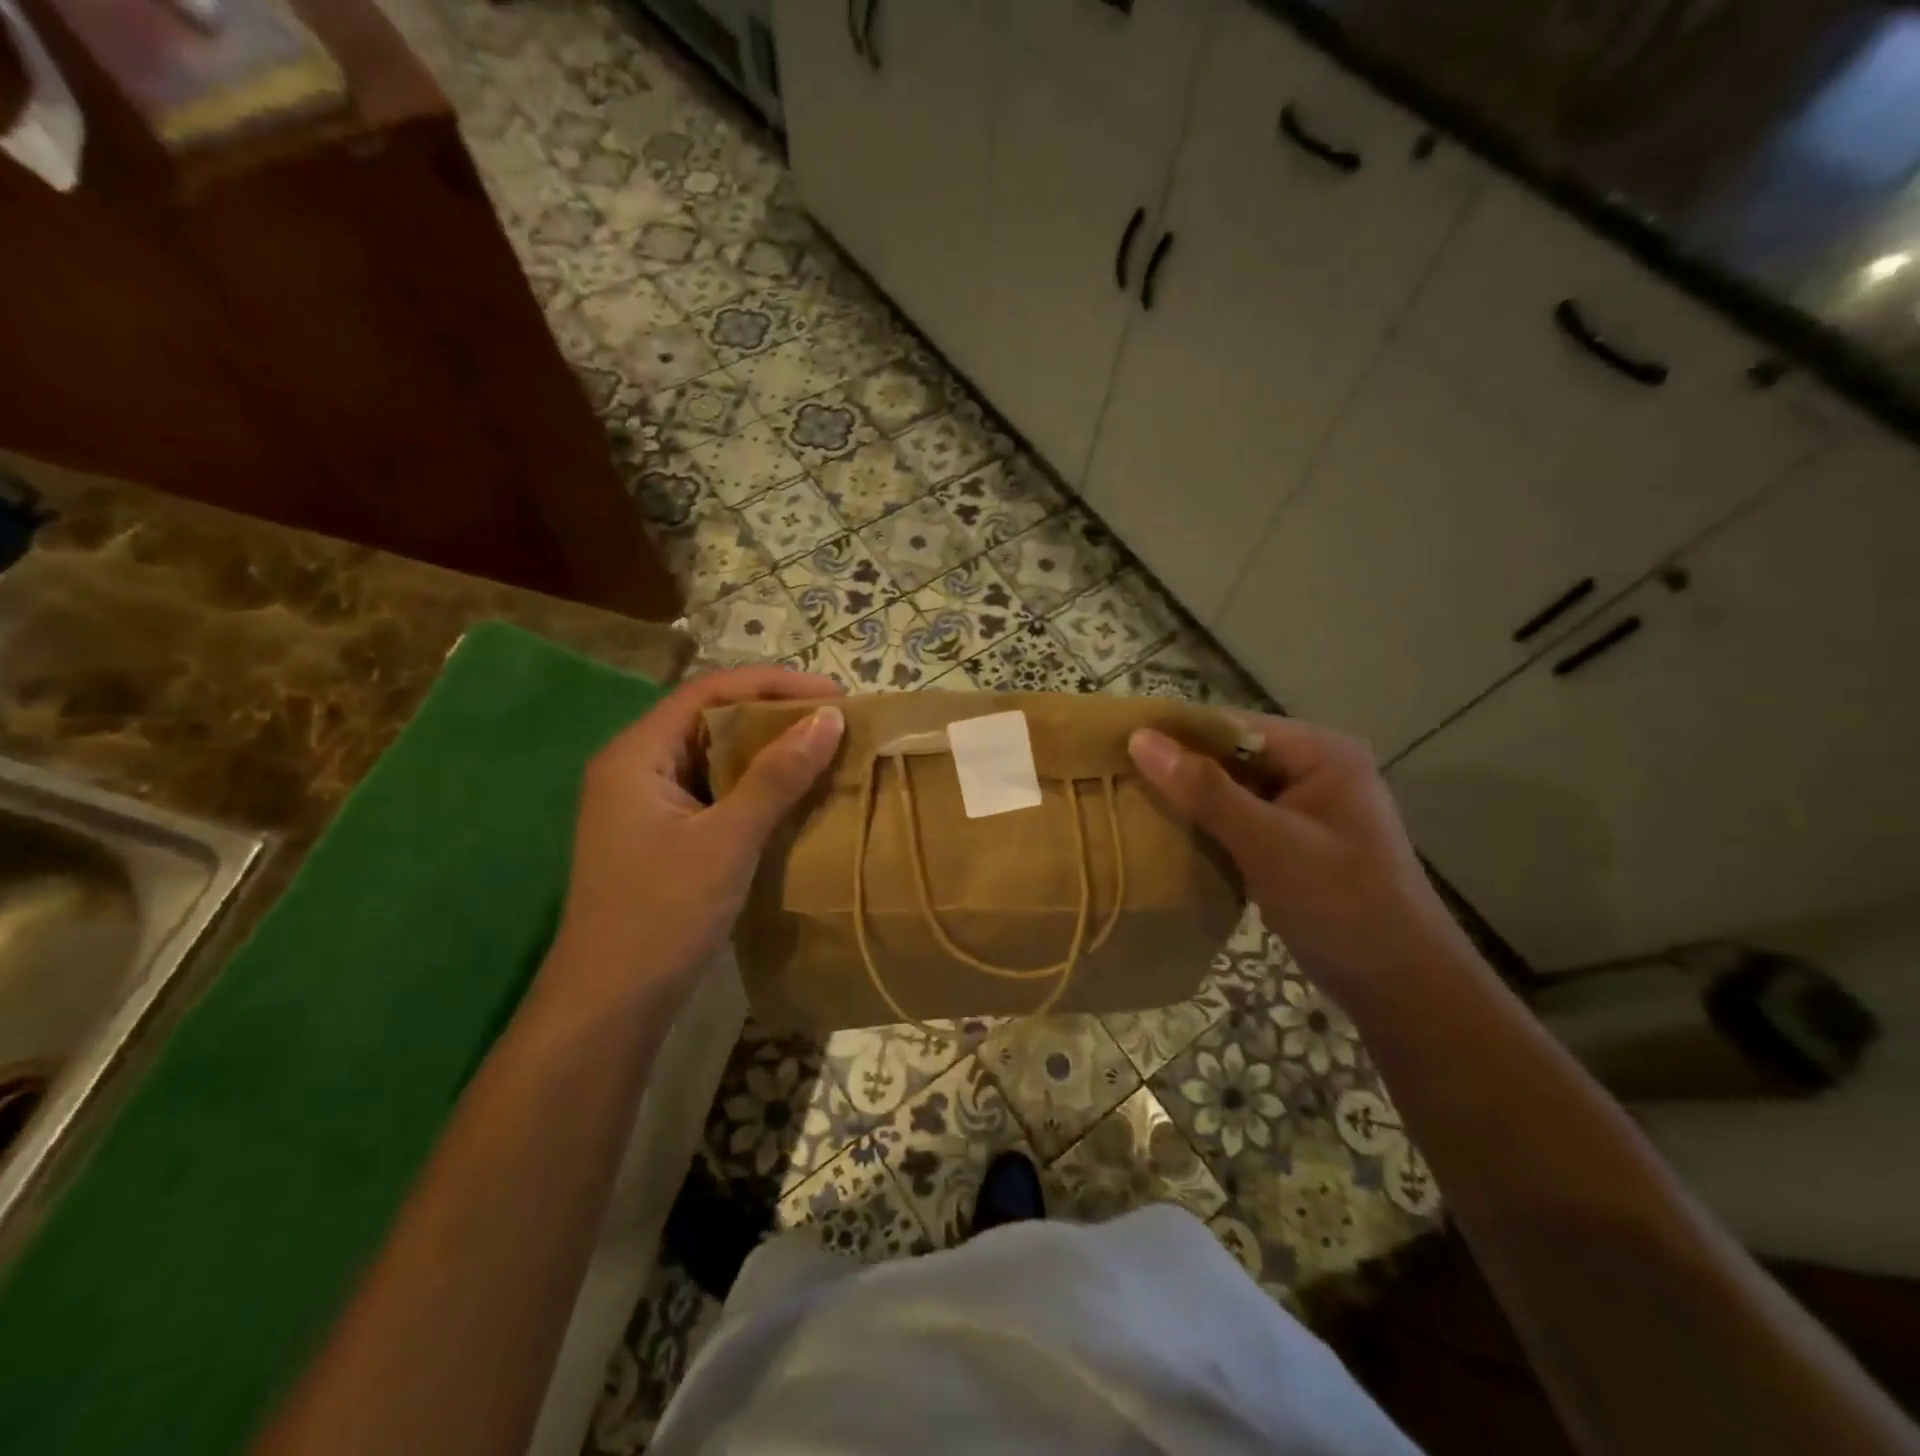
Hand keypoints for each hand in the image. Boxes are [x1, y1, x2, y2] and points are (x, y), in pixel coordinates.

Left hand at [547, 666, 844, 1009]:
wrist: (609, 1006)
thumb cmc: (663, 913)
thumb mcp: (727, 839)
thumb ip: (777, 776)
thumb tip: (829, 718)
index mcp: (636, 755)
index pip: (708, 691)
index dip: (772, 684)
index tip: (832, 694)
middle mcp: (634, 768)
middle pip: (708, 718)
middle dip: (772, 714)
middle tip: (832, 721)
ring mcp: (643, 805)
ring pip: (712, 757)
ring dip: (765, 751)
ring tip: (820, 751)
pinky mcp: (658, 837)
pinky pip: (712, 792)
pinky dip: (752, 786)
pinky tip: (789, 797)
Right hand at [1128, 714, 1475, 1000]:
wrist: (1401, 987)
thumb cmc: (1342, 905)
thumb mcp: (1269, 843)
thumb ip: (1205, 790)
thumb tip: (1140, 739)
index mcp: (1320, 752)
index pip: (1233, 725)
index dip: (1176, 733)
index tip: (1115, 745)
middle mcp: (1314, 769)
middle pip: (1230, 756)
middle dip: (1178, 769)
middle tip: (1115, 777)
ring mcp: (1305, 808)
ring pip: (1231, 791)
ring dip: (1188, 800)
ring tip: (1129, 803)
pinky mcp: (1294, 843)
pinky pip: (1239, 822)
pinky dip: (1207, 828)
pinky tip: (1167, 837)